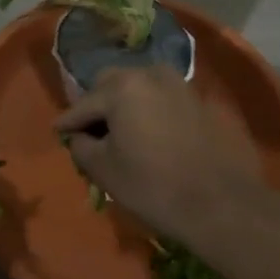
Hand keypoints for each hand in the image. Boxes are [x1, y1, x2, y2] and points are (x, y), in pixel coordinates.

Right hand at [53, 66, 263, 240]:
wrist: (222, 204)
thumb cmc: (154, 186)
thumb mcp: (104, 170)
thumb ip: (81, 145)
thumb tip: (78, 135)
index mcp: (121, 87)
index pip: (84, 104)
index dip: (68, 121)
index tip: (57, 131)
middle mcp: (149, 74)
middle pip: (111, 84)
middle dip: (97, 105)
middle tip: (90, 131)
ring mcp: (177, 84)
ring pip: (138, 87)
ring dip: (124, 104)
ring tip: (120, 131)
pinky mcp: (197, 99)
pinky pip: (161, 98)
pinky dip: (149, 109)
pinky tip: (148, 133)